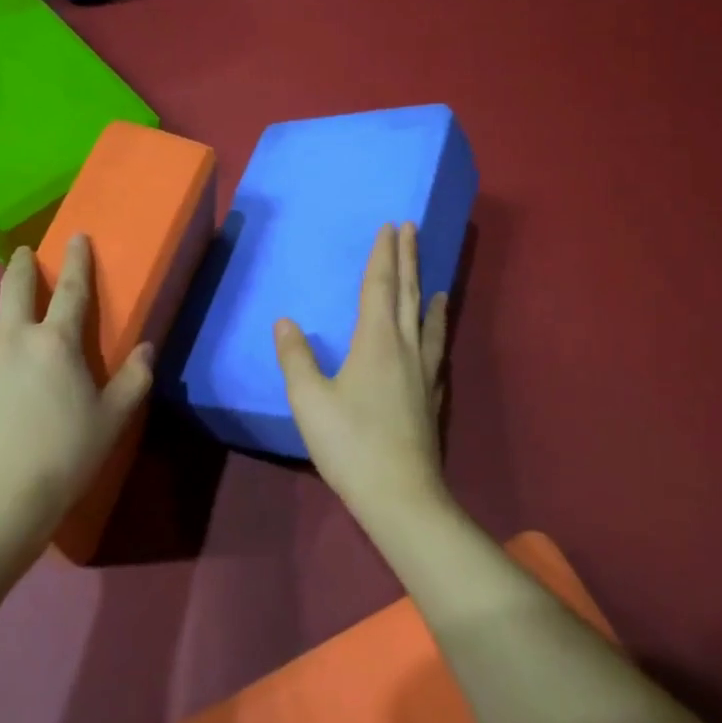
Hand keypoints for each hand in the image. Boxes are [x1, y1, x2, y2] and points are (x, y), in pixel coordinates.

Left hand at [0, 236, 153, 545]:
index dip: (77, 259)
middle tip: (22, 256)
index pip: (72, 288)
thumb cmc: (66, 455)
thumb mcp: (114, 419)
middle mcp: (10, 338)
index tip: (77, 236)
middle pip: (12, 286)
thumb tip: (147, 347)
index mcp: (56, 342)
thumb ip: (134, 378)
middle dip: (20, 265)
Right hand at [274, 223, 451, 525]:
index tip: (390, 227)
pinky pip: (435, 351)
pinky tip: (435, 338)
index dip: (383, 255)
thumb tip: (285, 322)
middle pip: (408, 294)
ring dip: (428, 294)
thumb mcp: (309, 399)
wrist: (400, 495)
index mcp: (376, 341)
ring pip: (427, 322)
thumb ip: (296, 358)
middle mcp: (405, 348)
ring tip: (436, 281)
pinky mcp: (431, 398)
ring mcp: (423, 374)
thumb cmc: (349, 442)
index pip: (379, 286)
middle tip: (411, 230)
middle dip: (409, 260)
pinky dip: (436, 332)